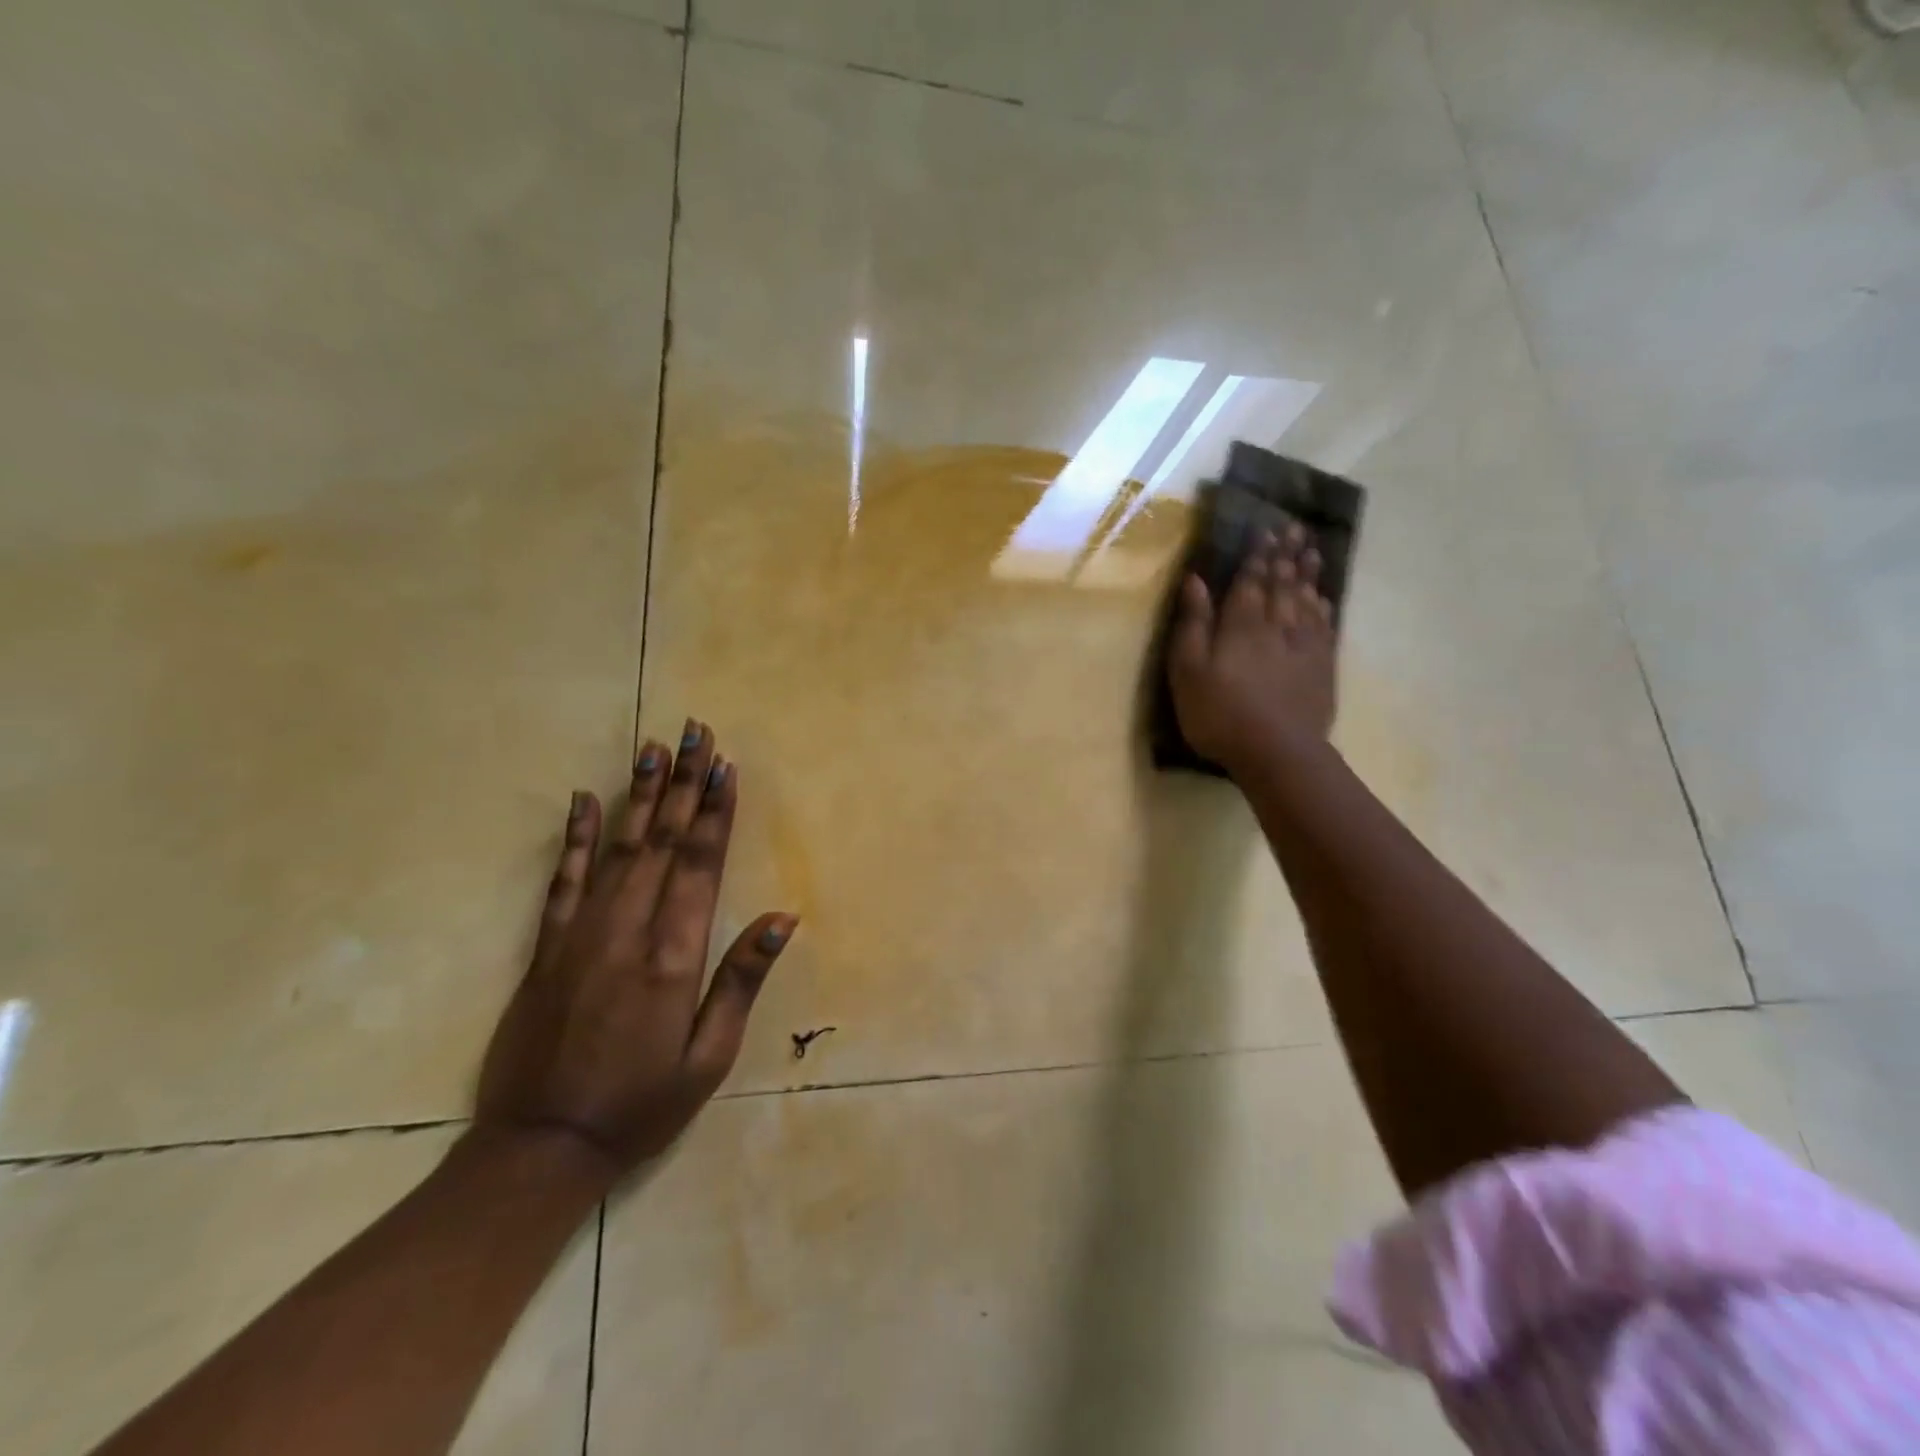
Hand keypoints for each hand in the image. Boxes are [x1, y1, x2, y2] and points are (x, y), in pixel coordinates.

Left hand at [476, 719, 795, 1182]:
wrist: (540, 1148)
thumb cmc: (641, 1104)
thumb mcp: (709, 1057)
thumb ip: (741, 981)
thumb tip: (782, 918)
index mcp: (673, 956)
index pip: (700, 864)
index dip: (715, 812)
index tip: (725, 766)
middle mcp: (628, 931)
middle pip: (663, 841)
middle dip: (684, 783)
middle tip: (695, 732)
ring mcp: (581, 934)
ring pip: (618, 848)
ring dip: (640, 794)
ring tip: (653, 747)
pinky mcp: (547, 947)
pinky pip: (564, 880)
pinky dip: (575, 836)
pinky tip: (584, 799)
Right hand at [1167, 524, 1337, 775]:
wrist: (1277, 752)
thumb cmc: (1219, 714)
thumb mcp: (1188, 671)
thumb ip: (1193, 624)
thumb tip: (1196, 580)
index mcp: (1241, 624)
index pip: (1250, 580)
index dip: (1257, 555)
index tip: (1264, 529)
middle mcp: (1276, 624)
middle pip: (1282, 583)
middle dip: (1285, 554)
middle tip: (1293, 527)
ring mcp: (1303, 645)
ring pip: (1307, 599)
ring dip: (1307, 573)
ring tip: (1311, 548)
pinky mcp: (1321, 667)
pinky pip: (1324, 627)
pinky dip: (1323, 607)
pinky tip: (1323, 598)